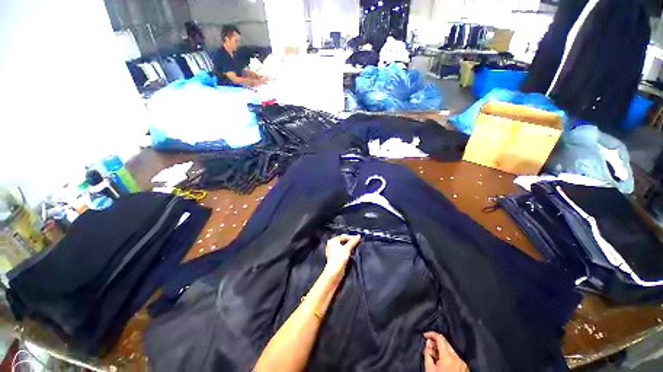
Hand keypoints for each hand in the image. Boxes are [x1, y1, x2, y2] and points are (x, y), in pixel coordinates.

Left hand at [325, 235, 359, 272]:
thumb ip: (353, 241)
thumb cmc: (338, 259)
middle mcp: (332, 245)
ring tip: (354, 250)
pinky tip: (351, 254)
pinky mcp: (336, 257)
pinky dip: (347, 252)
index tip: (357, 239)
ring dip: (350, 248)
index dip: (351, 237)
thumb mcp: (348, 248)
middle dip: (350, 243)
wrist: (335, 271)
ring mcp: (333, 251)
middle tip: (357, 244)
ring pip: (343, 247)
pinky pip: (343, 252)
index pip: (343, 236)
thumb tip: (358, 237)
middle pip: (343, 241)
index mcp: (333, 240)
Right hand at [423, 332, 468, 371]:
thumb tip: (428, 343)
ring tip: (434, 356)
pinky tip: (441, 362)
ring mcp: (463, 364)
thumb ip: (427, 352)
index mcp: (449, 357)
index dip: (431, 334)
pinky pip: (455, 357)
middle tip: (428, 347)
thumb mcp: (429, 368)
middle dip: (436, 343)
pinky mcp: (465, 369)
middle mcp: (458, 359)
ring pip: (450, 350)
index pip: (440, 338)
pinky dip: (447, 356)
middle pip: (446, 343)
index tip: (425, 335)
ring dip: (441, 350)